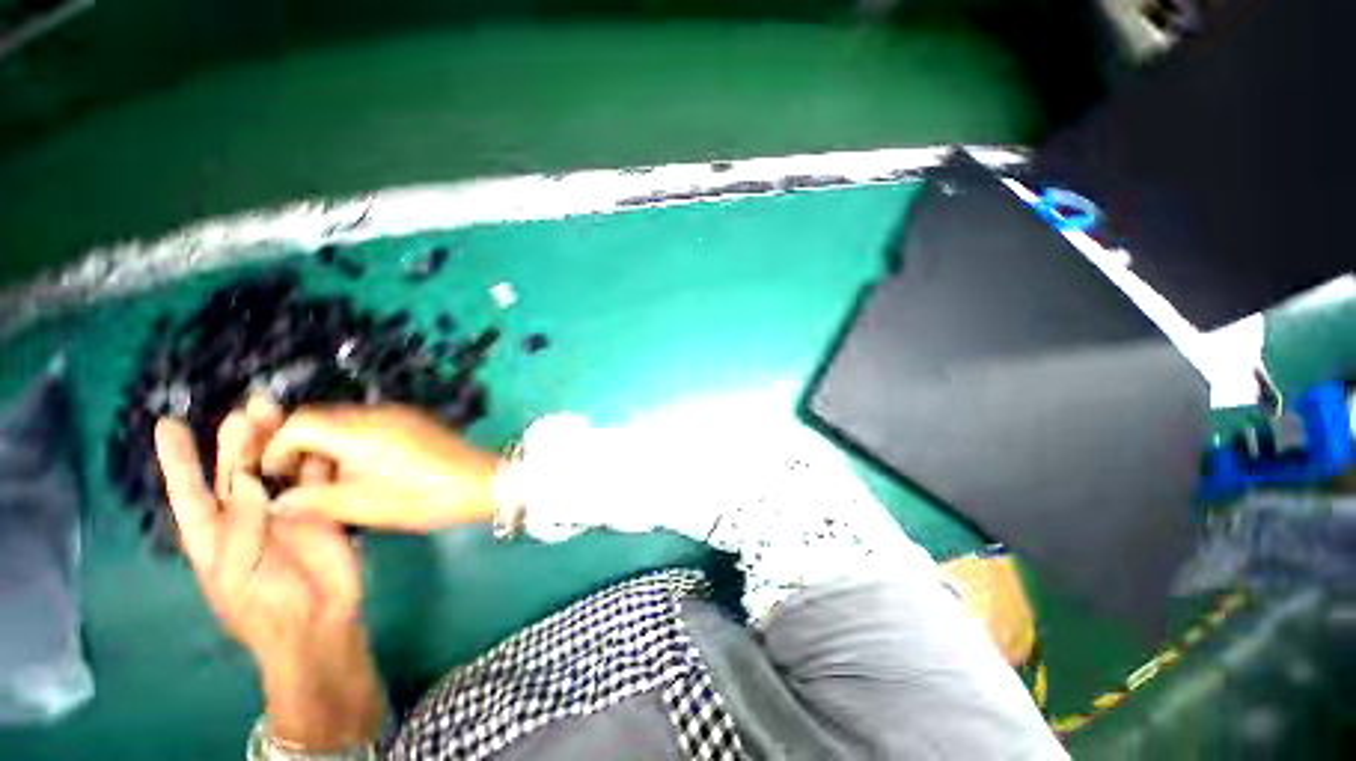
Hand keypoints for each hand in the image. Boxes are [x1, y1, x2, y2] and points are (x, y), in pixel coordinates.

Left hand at [155, 396, 382, 748]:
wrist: (317, 621)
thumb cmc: (263, 605)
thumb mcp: (238, 571)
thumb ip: (243, 524)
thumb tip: (251, 478)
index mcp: (214, 532)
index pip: (189, 489)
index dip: (178, 458)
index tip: (169, 424)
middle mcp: (248, 514)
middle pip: (240, 469)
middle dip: (240, 438)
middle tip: (251, 409)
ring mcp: (287, 510)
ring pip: (281, 468)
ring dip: (281, 441)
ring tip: (282, 412)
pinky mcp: (323, 510)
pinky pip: (319, 480)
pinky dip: (319, 460)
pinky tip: (322, 439)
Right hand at [260, 404, 499, 530]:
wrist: (482, 482)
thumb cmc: (421, 497)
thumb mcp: (361, 505)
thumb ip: (312, 500)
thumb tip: (278, 500)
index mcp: (358, 429)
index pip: (299, 422)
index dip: (277, 447)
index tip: (275, 477)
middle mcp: (377, 412)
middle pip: (321, 418)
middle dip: (301, 447)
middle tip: (300, 482)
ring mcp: (400, 413)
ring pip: (346, 422)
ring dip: (328, 446)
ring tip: (330, 481)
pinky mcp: (415, 420)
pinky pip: (371, 424)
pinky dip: (354, 443)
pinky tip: (363, 470)